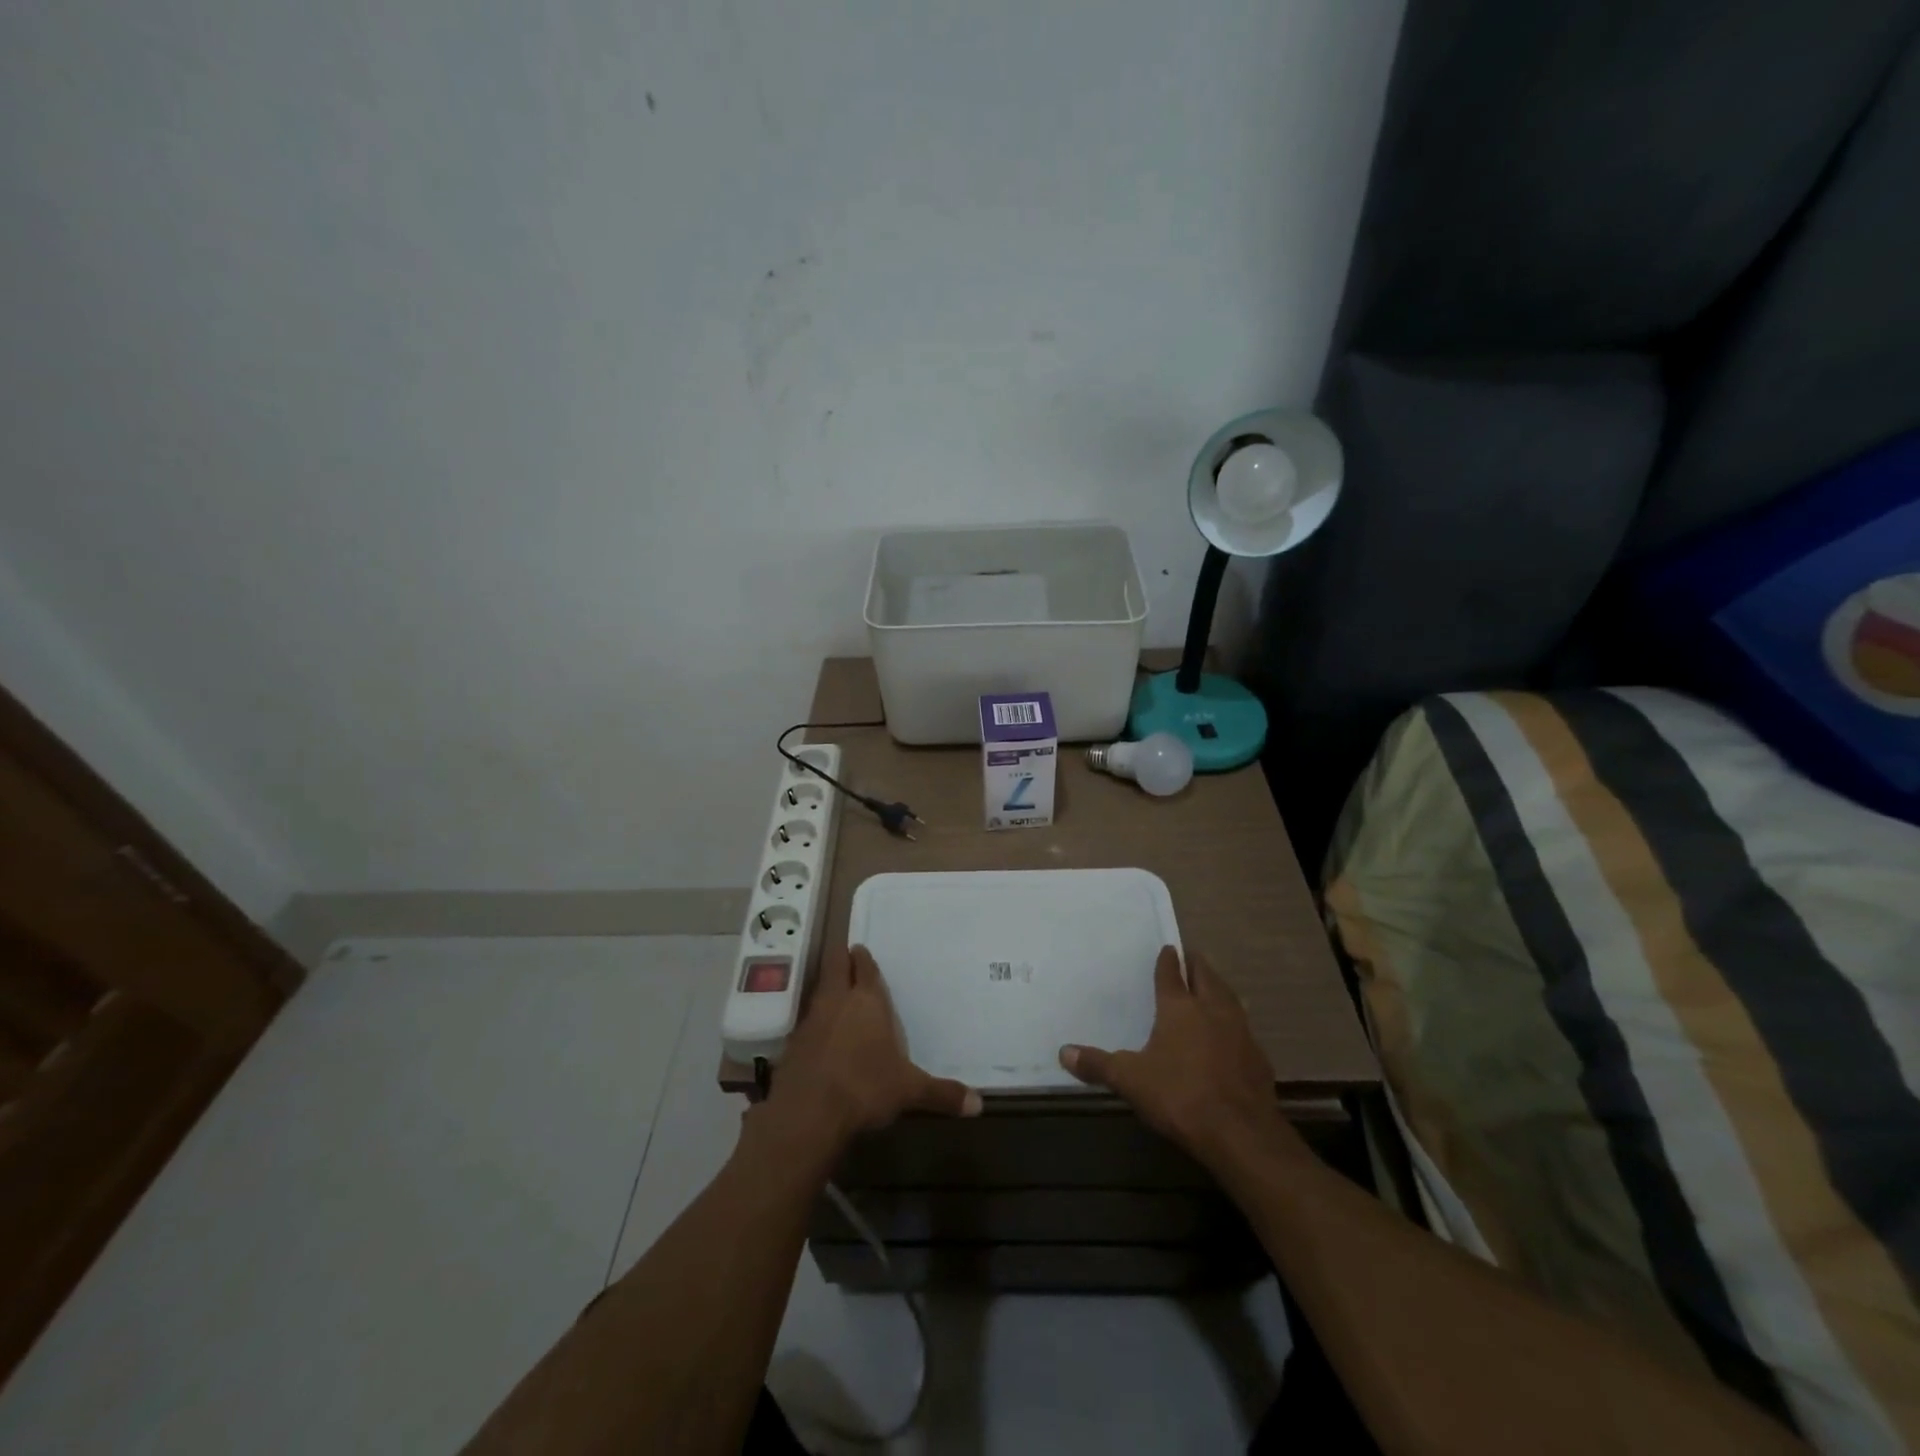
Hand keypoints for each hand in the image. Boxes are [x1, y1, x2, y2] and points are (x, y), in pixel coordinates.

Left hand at [765, 945, 981, 1155]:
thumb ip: (942, 1093)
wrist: (808, 1113)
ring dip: (827, 988)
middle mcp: (838, 1001)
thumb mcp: (910, 1091)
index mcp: (868, 1002)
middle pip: (836, 967)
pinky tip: (821, 1034)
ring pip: (820, 991)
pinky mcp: (793, 1044)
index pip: (866, 969)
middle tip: (846, 954)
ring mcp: (811, 1020)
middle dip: (841, 959)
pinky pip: (807, 1021)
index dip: (864, 959)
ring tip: (837, 992)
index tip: (861, 949)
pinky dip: (815, 1021)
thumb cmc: (866, 1088)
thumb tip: (979, 1105)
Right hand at [1059, 946, 1283, 1168]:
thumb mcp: (1130, 1081)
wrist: (1241, 1133)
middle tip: (1189, 958)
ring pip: (1229, 998)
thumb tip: (1063, 1052)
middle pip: (1206, 976)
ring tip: (1210, 988)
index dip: (1167, 960)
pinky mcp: (1258, 1058)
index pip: (1171, 974)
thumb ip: (1098, 1065)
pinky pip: (1243, 1029)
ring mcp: (1240, 1032)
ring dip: (1218, 989)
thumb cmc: (1180, 1096)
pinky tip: (1229, 1036)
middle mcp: (1212, 1010)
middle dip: (1196, 965)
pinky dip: (1233, 1024)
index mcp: (1179, 1008)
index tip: (1167, 948)